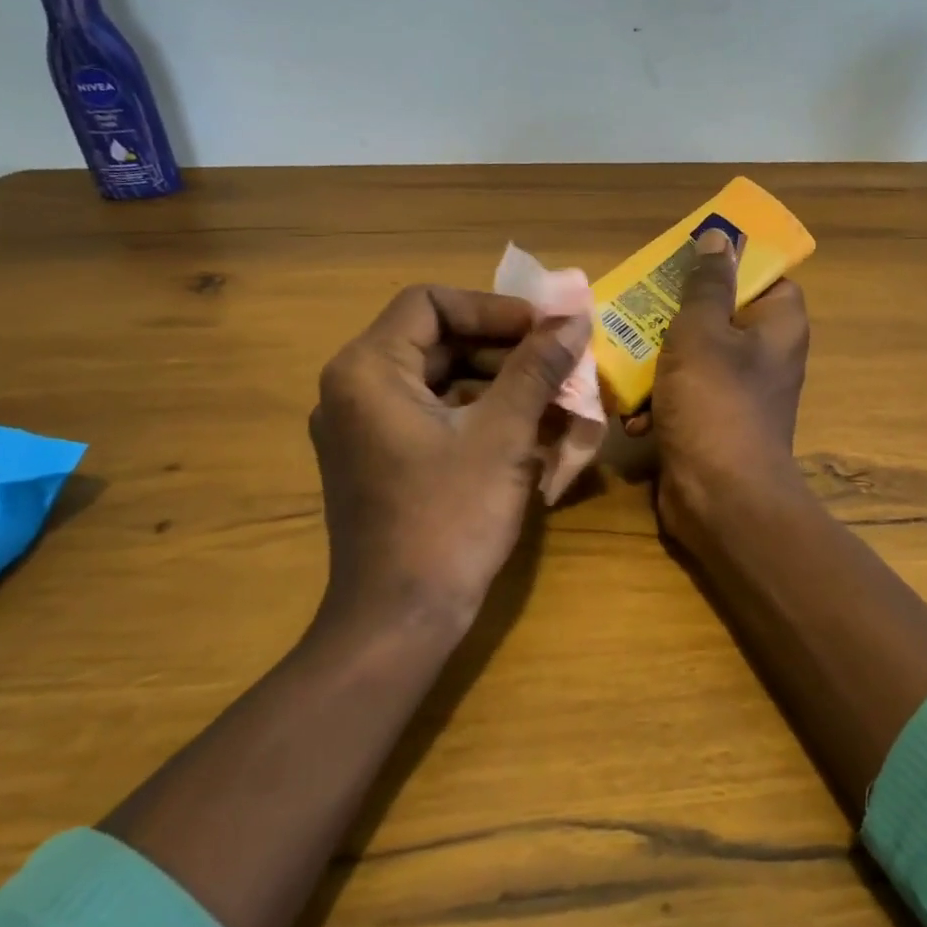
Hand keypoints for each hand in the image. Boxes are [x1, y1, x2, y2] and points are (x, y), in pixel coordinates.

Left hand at [309, 285, 591, 634]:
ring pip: (440, 379)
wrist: (398, 623)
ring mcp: (364, 428)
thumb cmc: (448, 519)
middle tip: (557, 361)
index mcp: (367, 370)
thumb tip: (573, 319)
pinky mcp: (380, 460)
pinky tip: (529, 430)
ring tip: (555, 396)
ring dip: (499, 382)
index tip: (542, 328)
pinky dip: (480, 414)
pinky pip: (434, 415)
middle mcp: (354, 389)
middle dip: (503, 348)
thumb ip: (536, 368)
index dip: (491, 308)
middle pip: (436, 340)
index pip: (430, 303)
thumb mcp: (502, 435)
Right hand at [640, 229, 811, 547]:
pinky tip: (633, 413)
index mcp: (778, 326)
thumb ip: (707, 283)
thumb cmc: (714, 403)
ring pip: (694, 356)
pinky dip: (659, 402)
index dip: (728, 265)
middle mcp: (765, 356)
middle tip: (639, 305)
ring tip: (622, 358)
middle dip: (674, 314)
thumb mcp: (702, 331)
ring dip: (656, 361)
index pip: (763, 277)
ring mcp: (739, 394)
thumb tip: (721, 237)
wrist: (720, 500)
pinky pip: (684, 396)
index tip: (685, 261)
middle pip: (719, 315)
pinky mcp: (714, 425)